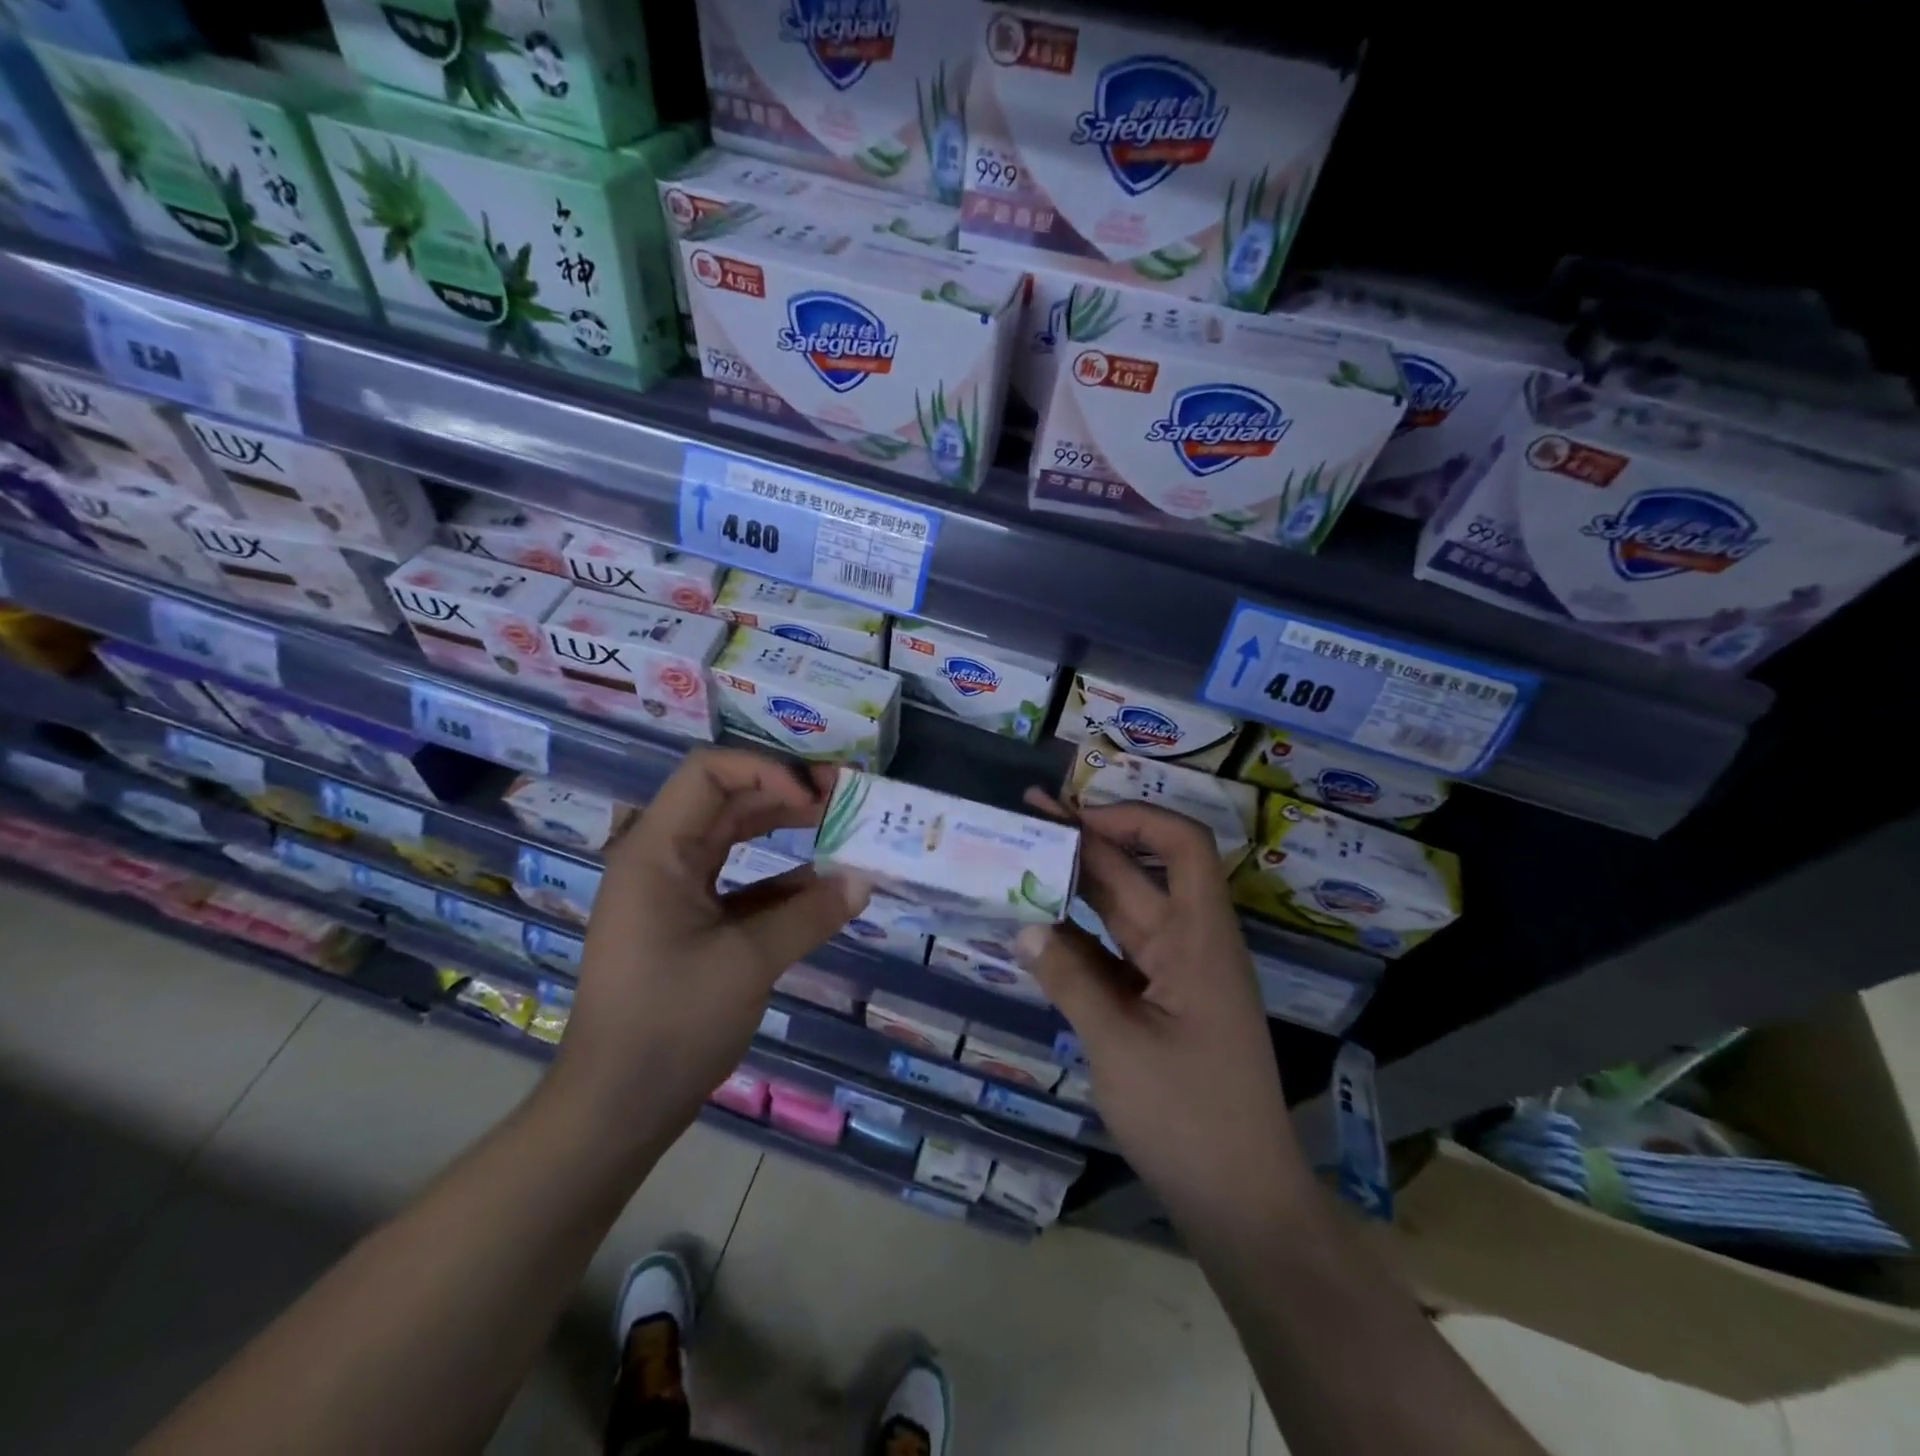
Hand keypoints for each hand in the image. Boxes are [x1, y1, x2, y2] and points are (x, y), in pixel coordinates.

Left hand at [554, 749, 869, 1143]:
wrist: (617, 1105)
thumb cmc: (672, 1023)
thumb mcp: (749, 962)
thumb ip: (810, 914)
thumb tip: (864, 881)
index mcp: (658, 852)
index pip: (709, 773)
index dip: (766, 769)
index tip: (816, 796)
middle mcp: (661, 858)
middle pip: (727, 799)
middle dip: (786, 793)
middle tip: (846, 797)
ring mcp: (673, 891)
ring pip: (733, 837)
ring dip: (784, 829)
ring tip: (839, 826)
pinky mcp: (688, 921)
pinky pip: (738, 880)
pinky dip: (778, 877)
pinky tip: (820, 884)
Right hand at [1015, 791, 1307, 1228]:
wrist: (1240, 1203)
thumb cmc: (1189, 1118)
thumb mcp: (1119, 1045)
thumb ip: (1070, 979)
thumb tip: (1024, 927)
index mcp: (1199, 940)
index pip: (1183, 847)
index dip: (1134, 818)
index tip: (1077, 816)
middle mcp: (1188, 945)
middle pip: (1138, 875)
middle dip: (1085, 841)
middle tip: (1026, 815)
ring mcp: (1172, 976)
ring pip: (1120, 912)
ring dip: (1076, 886)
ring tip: (1020, 858)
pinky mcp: (1156, 1004)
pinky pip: (1112, 954)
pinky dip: (1077, 937)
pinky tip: (1036, 926)